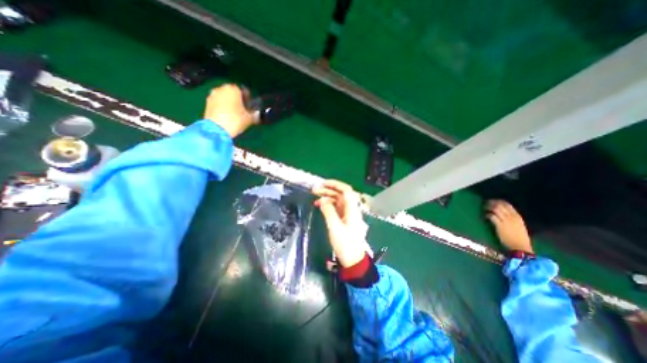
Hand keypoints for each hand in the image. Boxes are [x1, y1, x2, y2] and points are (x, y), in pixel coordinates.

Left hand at [204, 84, 258, 137]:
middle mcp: (222, 88)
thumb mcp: (249, 119)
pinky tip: (226, 117)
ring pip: (224, 98)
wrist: (216, 129)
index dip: (248, 100)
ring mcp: (212, 95)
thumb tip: (257, 114)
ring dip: (229, 104)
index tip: (250, 108)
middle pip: (233, 94)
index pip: (244, 91)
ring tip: (234, 115)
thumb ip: (255, 114)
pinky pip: (218, 103)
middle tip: (242, 111)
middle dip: (237, 101)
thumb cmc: (235, 120)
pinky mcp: (207, 103)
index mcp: (234, 89)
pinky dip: (222, 108)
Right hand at [313, 180, 370, 267]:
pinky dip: (328, 205)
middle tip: (315, 190)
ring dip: (327, 197)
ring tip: (315, 197)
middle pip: (340, 195)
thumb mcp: (335, 227)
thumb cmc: (345, 243)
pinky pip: (336, 208)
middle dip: (328, 190)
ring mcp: (347, 214)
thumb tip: (322, 199)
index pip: (346, 191)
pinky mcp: (344, 219)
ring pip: (337, 201)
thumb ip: (328, 211)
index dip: (335, 184)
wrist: (352, 259)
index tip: (323, 184)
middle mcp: (351, 209)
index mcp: (352, 209)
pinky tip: (320, 205)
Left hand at [482, 200, 533, 252]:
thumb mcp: (518, 225)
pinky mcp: (499, 225)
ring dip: (488, 207)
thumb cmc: (519, 237)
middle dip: (491, 202)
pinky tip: (485, 216)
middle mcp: (512, 217)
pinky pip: (491, 216)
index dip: (498, 201)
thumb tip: (503, 213)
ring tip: (484, 208)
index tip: (492, 201)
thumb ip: (512, 218)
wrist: (520, 246)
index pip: (507, 204)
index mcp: (517, 216)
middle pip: (500, 205)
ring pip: (495, 209)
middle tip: (485, 203)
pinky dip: (487, 215)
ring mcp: (506, 221)